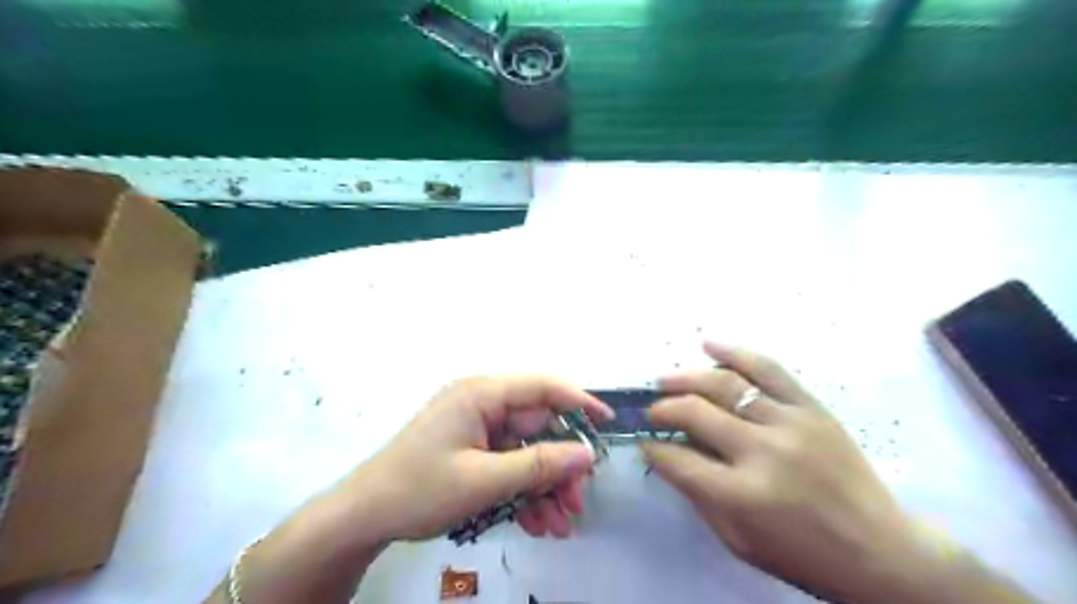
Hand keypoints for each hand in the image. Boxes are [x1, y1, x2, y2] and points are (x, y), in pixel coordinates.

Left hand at [341, 375, 618, 540]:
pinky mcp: (472, 449)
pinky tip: (535, 523)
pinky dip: (523, 491)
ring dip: (544, 486)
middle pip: (538, 427)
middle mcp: (482, 403)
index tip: (607, 425)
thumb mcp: (483, 480)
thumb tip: (586, 454)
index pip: (543, 387)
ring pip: (527, 451)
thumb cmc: (419, 489)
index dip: (579, 402)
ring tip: (558, 525)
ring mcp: (477, 428)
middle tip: (577, 503)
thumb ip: (538, 464)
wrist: (363, 517)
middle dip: (559, 467)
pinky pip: (508, 464)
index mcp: (482, 393)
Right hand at [642, 341, 920, 599]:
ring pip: (725, 384)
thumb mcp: (738, 541)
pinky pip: (768, 369)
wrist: (881, 551)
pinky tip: (708, 345)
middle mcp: (761, 451)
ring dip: (686, 378)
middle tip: (651, 411)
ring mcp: (789, 423)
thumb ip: (698, 495)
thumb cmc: (803, 556)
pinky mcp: (811, 408)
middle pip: (694, 412)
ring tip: (665, 380)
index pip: (676, 459)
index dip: (652, 449)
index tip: (644, 443)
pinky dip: (734, 353)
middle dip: (662, 409)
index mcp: (741, 494)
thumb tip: (667, 456)